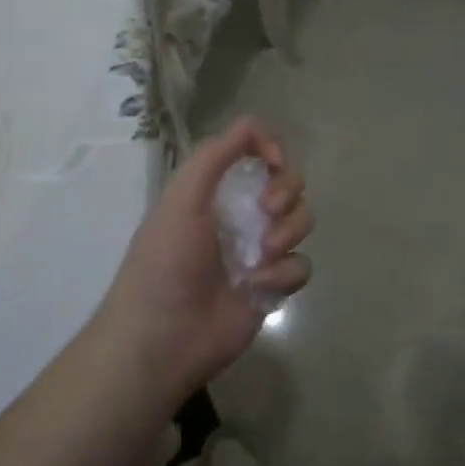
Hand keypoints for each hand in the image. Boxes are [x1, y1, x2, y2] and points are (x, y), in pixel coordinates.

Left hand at [96, 117, 312, 396]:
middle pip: (288, 181)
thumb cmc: (166, 263)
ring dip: (287, 232)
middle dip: (285, 190)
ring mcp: (258, 250)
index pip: (254, 150)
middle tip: (266, 210)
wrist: (163, 338)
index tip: (273, 161)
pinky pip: (301, 265)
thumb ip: (215, 155)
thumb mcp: (182, 198)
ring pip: (301, 220)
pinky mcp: (272, 286)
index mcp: (214, 189)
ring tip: (260, 258)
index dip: (271, 147)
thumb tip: (254, 127)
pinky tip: (258, 287)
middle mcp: (240, 213)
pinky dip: (284, 274)